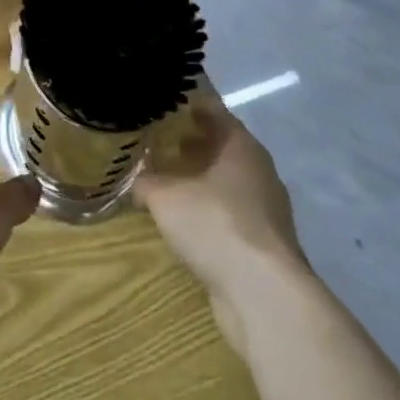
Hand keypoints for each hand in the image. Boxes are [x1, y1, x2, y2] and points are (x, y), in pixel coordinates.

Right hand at [135, 91, 307, 357]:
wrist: (264, 296)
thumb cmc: (215, 225)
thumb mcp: (165, 197)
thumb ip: (145, 180)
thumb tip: (133, 176)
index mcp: (241, 146)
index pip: (213, 111)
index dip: (188, 105)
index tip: (163, 103)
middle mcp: (258, 171)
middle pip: (222, 146)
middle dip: (192, 143)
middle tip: (158, 140)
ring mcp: (266, 210)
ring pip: (227, 182)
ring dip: (200, 179)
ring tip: (166, 179)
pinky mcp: (264, 244)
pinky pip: (230, 214)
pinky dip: (209, 211)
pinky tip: (185, 221)